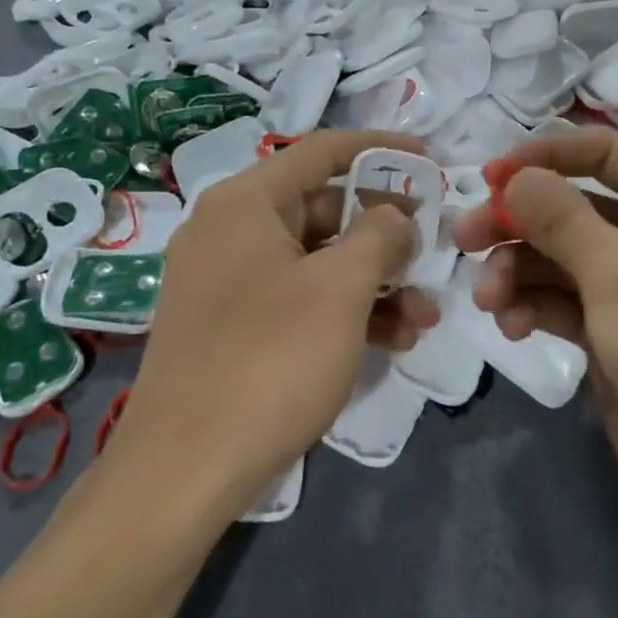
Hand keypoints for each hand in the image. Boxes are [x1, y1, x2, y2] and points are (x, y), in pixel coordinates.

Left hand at [114, 130, 440, 522]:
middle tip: (433, 255)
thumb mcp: (340, 288)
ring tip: (424, 317)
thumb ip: (380, 235)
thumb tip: (394, 215)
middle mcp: (230, 230)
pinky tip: (390, 341)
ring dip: (375, 283)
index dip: (381, 149)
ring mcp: (228, 282)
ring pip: (317, 262)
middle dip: (387, 235)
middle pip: (323, 209)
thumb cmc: (270, 359)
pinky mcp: (233, 327)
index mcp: (246, 202)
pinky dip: (344, 312)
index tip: (430, 162)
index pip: (323, 151)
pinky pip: (298, 300)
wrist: (185, 468)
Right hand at [452, 128, 617, 549]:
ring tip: (487, 299)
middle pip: (571, 208)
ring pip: (559, 259)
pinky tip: (510, 327)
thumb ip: (560, 218)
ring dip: (516, 271)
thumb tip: (516, 175)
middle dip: (517, 223)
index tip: (489, 175)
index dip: (546, 156)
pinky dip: (532, 307)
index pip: (606, 154)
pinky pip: (561, 303)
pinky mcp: (612, 334)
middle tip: (463, 239)